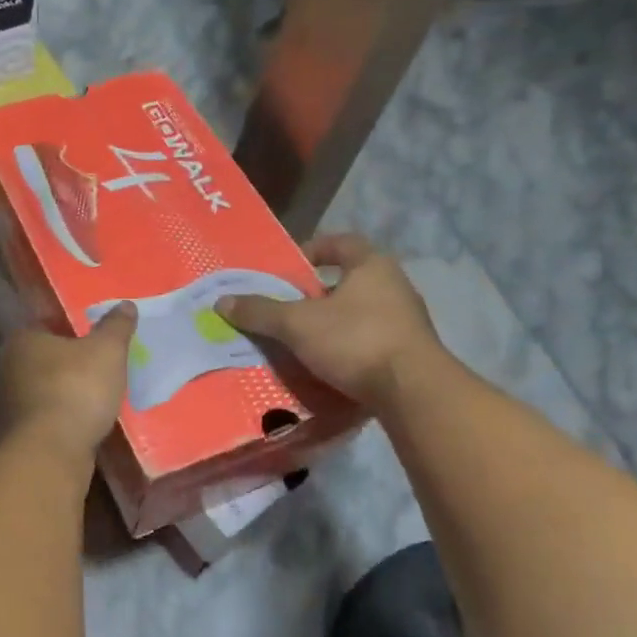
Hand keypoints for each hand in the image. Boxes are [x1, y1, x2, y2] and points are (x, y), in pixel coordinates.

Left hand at [0, 304, 136, 461]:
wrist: (50, 454)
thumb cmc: (75, 389)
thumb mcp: (106, 351)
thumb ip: (116, 327)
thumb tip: (126, 305)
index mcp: (21, 339)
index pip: (44, 323)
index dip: (69, 327)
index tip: (92, 334)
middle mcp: (6, 366)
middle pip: (43, 357)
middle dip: (68, 360)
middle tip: (99, 362)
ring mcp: (7, 403)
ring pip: (42, 387)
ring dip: (65, 390)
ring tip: (96, 393)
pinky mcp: (16, 433)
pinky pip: (45, 415)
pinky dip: (62, 415)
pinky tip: (84, 420)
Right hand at [216, 235, 443, 416]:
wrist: (414, 393)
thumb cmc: (356, 340)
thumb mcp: (298, 324)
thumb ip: (261, 311)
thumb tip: (222, 301)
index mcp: (372, 266)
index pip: (341, 243)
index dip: (313, 249)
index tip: (290, 266)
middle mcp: (395, 287)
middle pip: (349, 281)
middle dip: (316, 293)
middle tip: (286, 307)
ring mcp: (407, 322)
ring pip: (360, 313)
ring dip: (331, 323)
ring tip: (300, 340)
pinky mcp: (410, 354)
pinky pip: (370, 342)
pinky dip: (347, 349)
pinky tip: (325, 366)